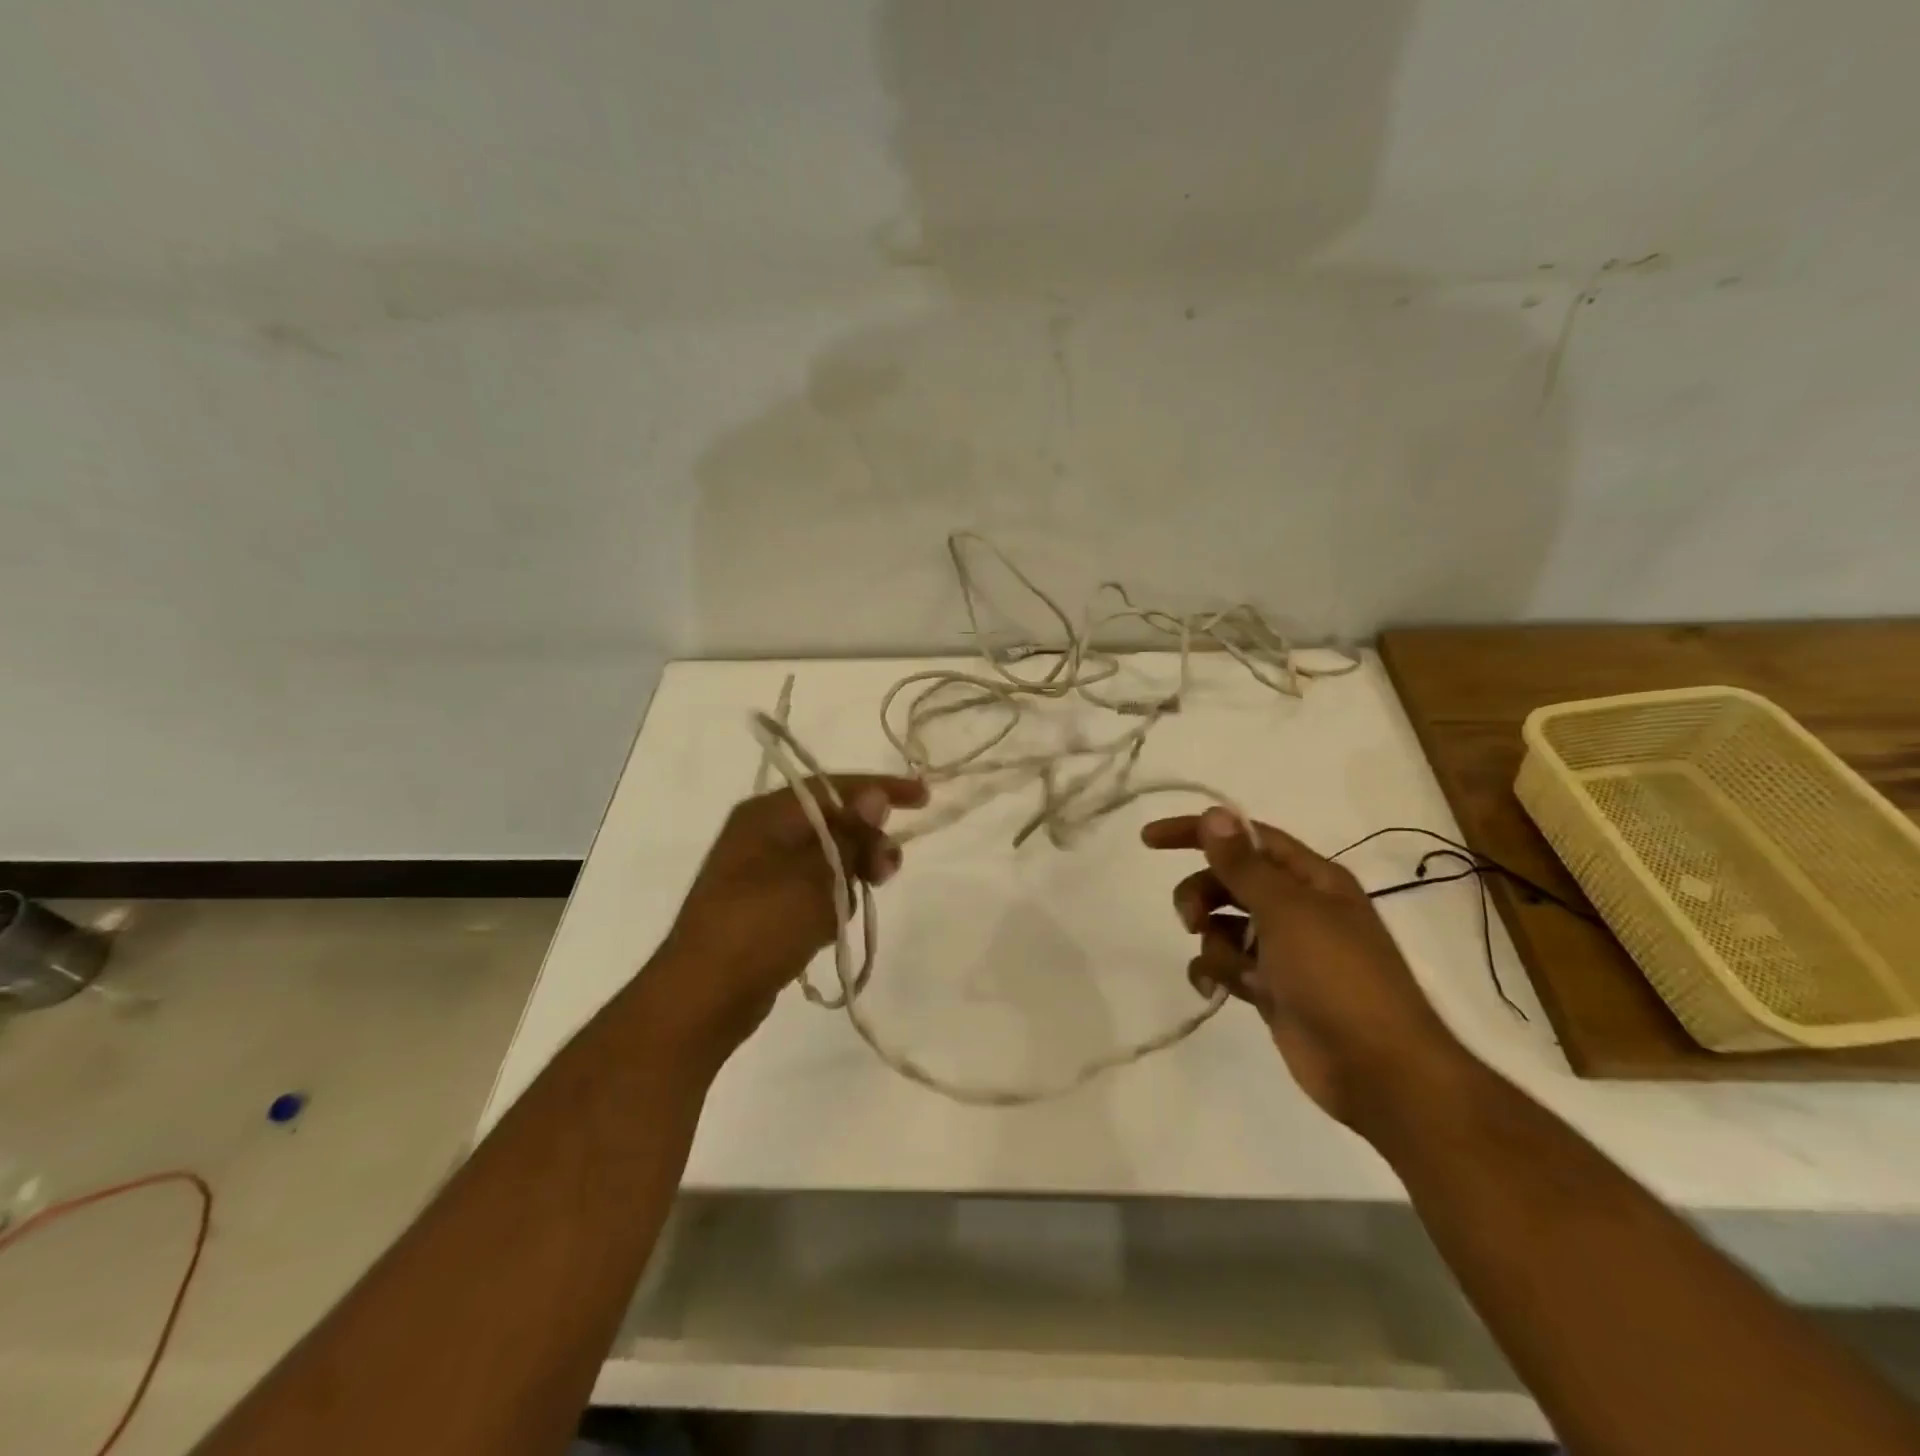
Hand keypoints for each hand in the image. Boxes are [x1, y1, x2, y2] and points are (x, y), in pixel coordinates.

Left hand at [647, 775, 928, 1060]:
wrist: (703, 998)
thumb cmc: (761, 926)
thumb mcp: (814, 875)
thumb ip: (849, 834)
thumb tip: (874, 794)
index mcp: (767, 815)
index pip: (835, 787)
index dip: (881, 788)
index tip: (924, 798)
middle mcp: (762, 835)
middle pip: (832, 821)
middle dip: (867, 840)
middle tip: (888, 870)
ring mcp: (760, 873)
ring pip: (826, 858)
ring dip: (851, 874)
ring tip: (855, 904)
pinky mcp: (764, 907)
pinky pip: (812, 889)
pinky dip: (831, 899)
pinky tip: (833, 925)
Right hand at [1142, 807, 1469, 1131]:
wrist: (1378, 1069)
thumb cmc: (1337, 977)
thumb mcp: (1286, 911)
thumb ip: (1243, 864)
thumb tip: (1214, 814)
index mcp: (1311, 879)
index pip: (1246, 837)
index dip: (1199, 832)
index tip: (1150, 840)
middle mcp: (1298, 908)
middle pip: (1229, 881)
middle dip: (1202, 895)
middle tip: (1190, 919)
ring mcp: (1284, 950)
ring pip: (1223, 926)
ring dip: (1215, 943)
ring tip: (1233, 971)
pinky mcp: (1272, 988)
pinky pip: (1228, 965)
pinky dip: (1217, 973)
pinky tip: (1218, 990)